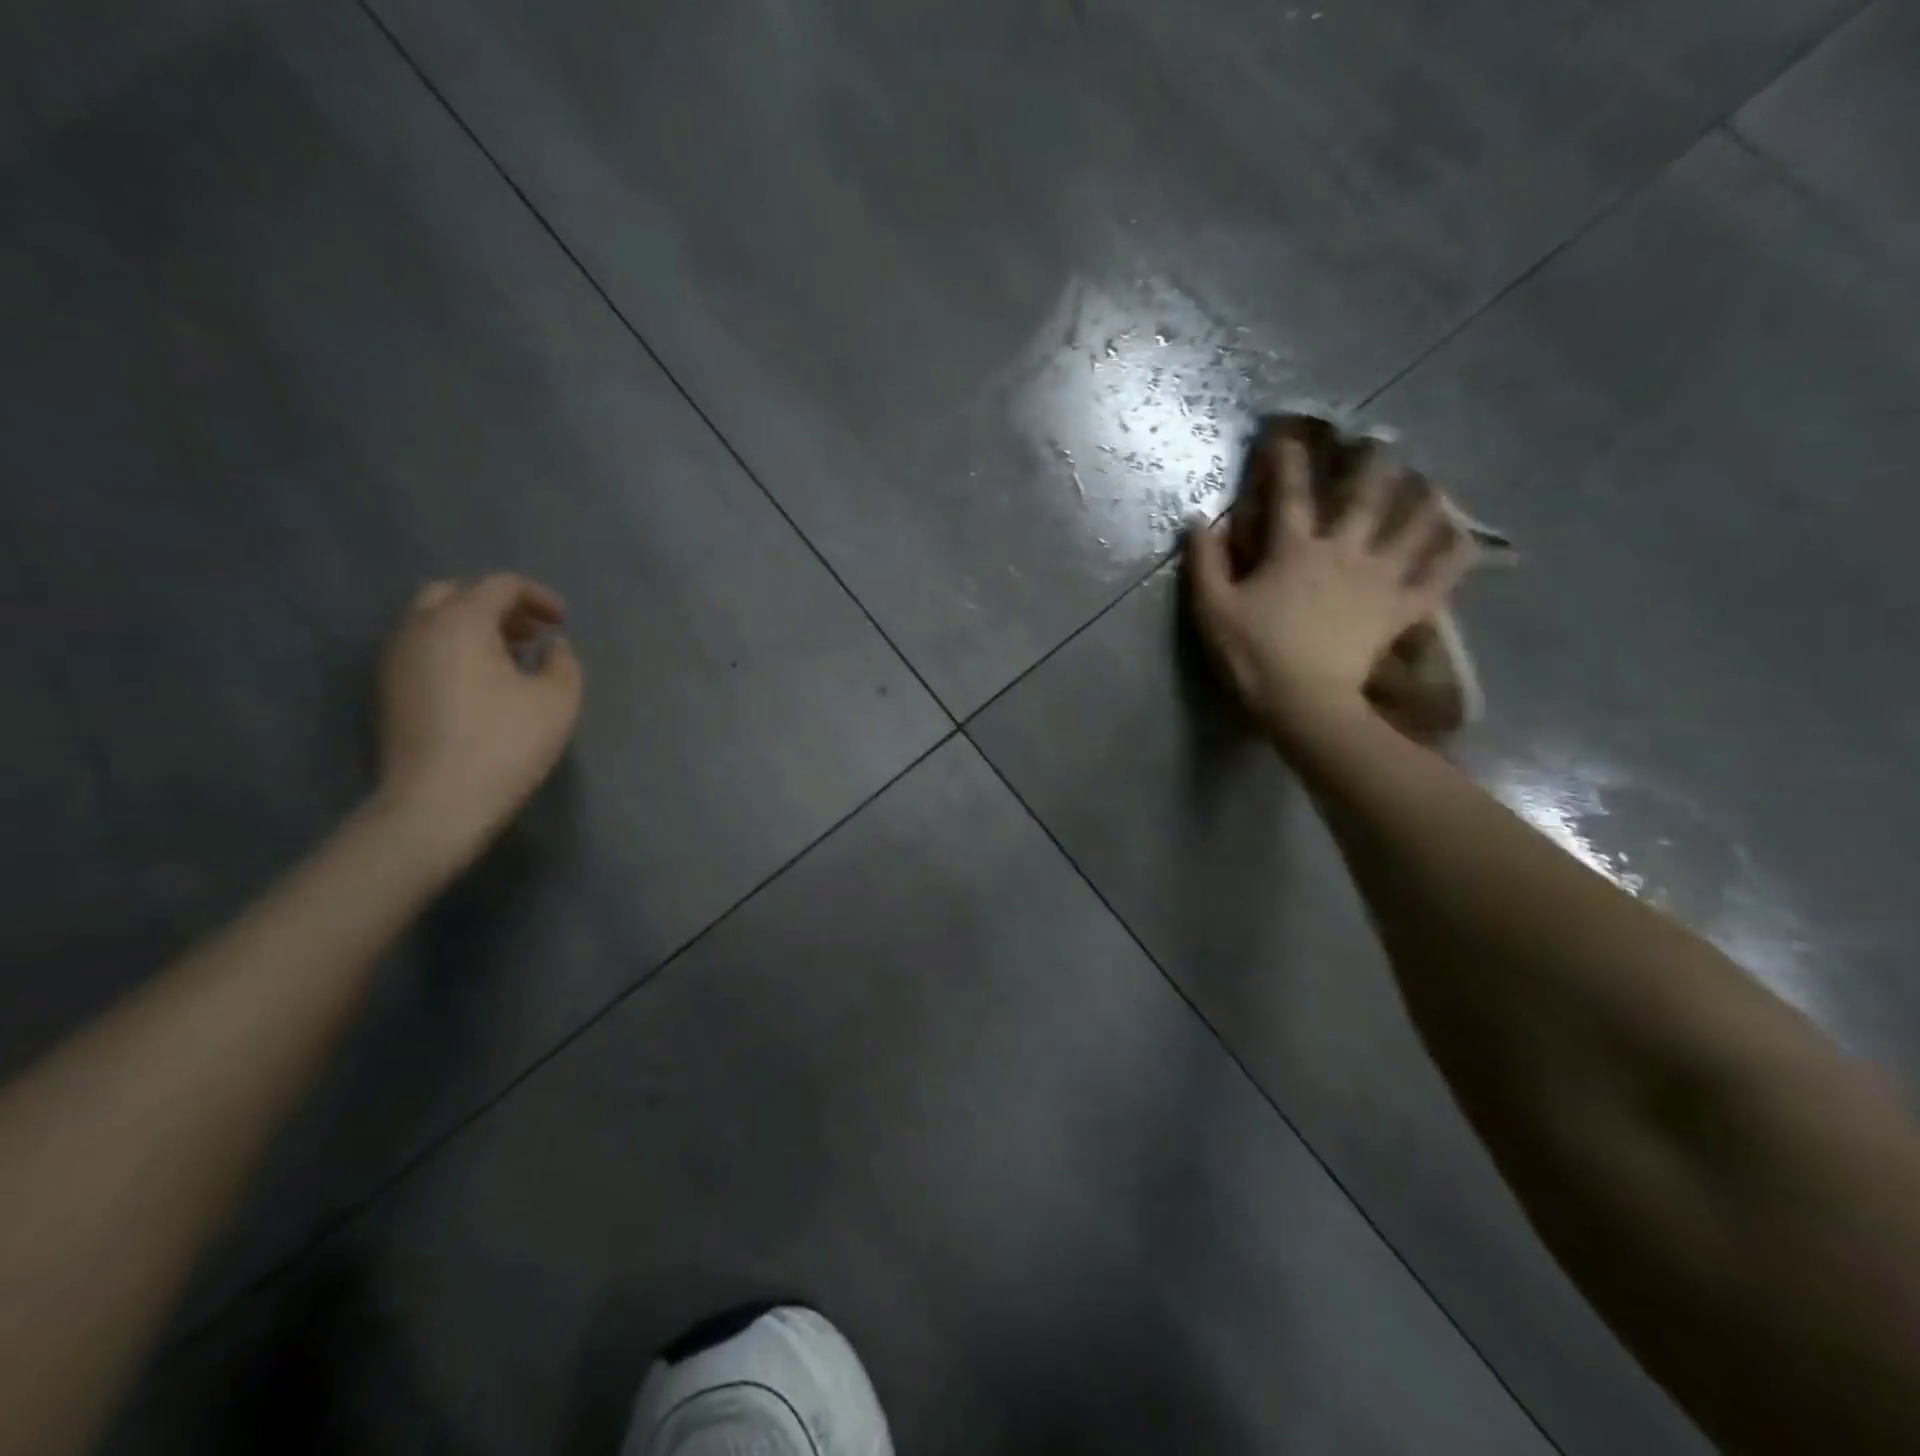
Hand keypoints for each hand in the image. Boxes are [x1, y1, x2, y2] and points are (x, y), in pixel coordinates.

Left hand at [374, 574, 583, 862]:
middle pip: (456, 593)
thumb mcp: (557, 700)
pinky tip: (485, 683)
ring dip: (475, 627)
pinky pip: (424, 649)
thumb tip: (551, 646)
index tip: (563, 622)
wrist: (436, 804)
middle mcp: (418, 629)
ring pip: (433, 621)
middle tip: (532, 633)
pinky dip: (455, 649)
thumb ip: (562, 662)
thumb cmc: (505, 744)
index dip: (538, 596)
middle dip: (498, 605)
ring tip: (512, 658)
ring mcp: (395, 660)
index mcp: (459, 622)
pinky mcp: (390, 691)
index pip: (499, 585)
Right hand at [1186, 437, 1475, 737]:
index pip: (1289, 495)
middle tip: (1383, 440)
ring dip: (1425, 499)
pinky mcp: (1401, 608)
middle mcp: (1343, 552)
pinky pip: (1439, 575)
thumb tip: (1198, 520)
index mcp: (1294, 550)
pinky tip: (1465, 537)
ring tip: (1433, 481)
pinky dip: (1456, 554)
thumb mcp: (1212, 610)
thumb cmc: (1252, 655)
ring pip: (1413, 526)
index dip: (1286, 461)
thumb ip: (1204, 562)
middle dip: (1372, 463)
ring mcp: (1379, 578)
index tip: (1287, 434)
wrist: (1302, 702)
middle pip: (1365, 496)